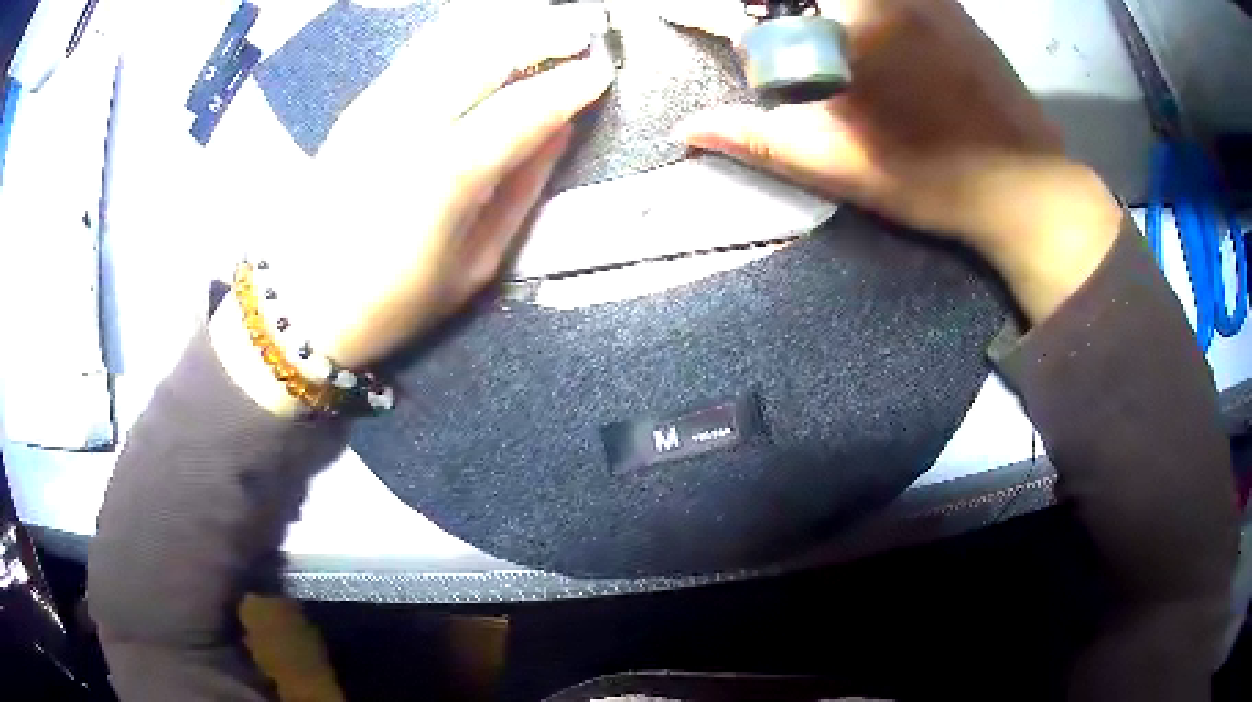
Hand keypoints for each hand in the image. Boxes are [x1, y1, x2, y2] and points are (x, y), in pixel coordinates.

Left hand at [212, 0, 613, 414]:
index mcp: (446, 176)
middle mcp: (410, 126)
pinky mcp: (358, 106)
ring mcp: (378, 109)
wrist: (303, 302)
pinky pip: (417, 52)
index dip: (568, 85)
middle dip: (542, 36)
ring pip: (450, 41)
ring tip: (540, 24)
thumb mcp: (474, 267)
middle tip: (579, 33)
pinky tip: (484, 33)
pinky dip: (459, 33)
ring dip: (502, 26)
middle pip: (486, 55)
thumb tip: (559, 132)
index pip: (523, 109)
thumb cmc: (393, 301)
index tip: (602, 72)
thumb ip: (521, 193)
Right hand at [667, 0, 1123, 323]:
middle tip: (779, 36)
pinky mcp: (953, 5)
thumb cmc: (932, 178)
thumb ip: (758, 139)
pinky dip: (869, 11)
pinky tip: (879, 44)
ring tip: (827, 43)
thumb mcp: (837, 165)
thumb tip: (689, 129)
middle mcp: (886, 0)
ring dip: (822, 14)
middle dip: (780, 12)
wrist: (1027, 188)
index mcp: (849, 24)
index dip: (728, 17)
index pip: (768, 11)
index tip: (713, 23)